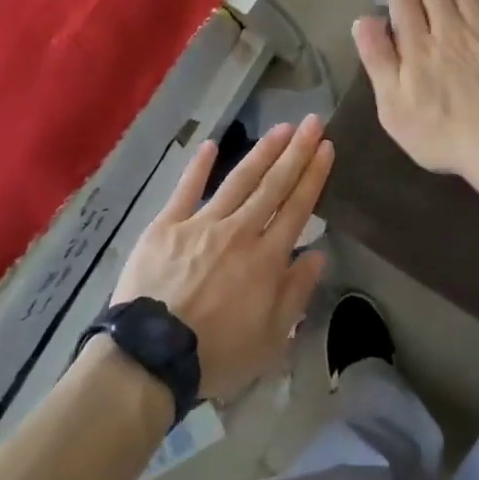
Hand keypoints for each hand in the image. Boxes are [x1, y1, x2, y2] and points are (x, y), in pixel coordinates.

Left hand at [110, 116, 332, 401]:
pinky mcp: (166, 225)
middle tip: (313, 122)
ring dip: (262, 152)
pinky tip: (212, 145)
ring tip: (281, 128)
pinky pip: (186, 190)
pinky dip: (199, 167)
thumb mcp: (271, 339)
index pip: (296, 208)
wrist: (151, 357)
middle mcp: (239, 232)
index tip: (327, 147)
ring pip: (238, 181)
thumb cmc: (216, 355)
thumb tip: (318, 253)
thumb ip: (296, 292)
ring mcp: (201, 224)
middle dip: (296, 152)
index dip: (313, 175)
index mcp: (266, 259)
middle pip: (273, 185)